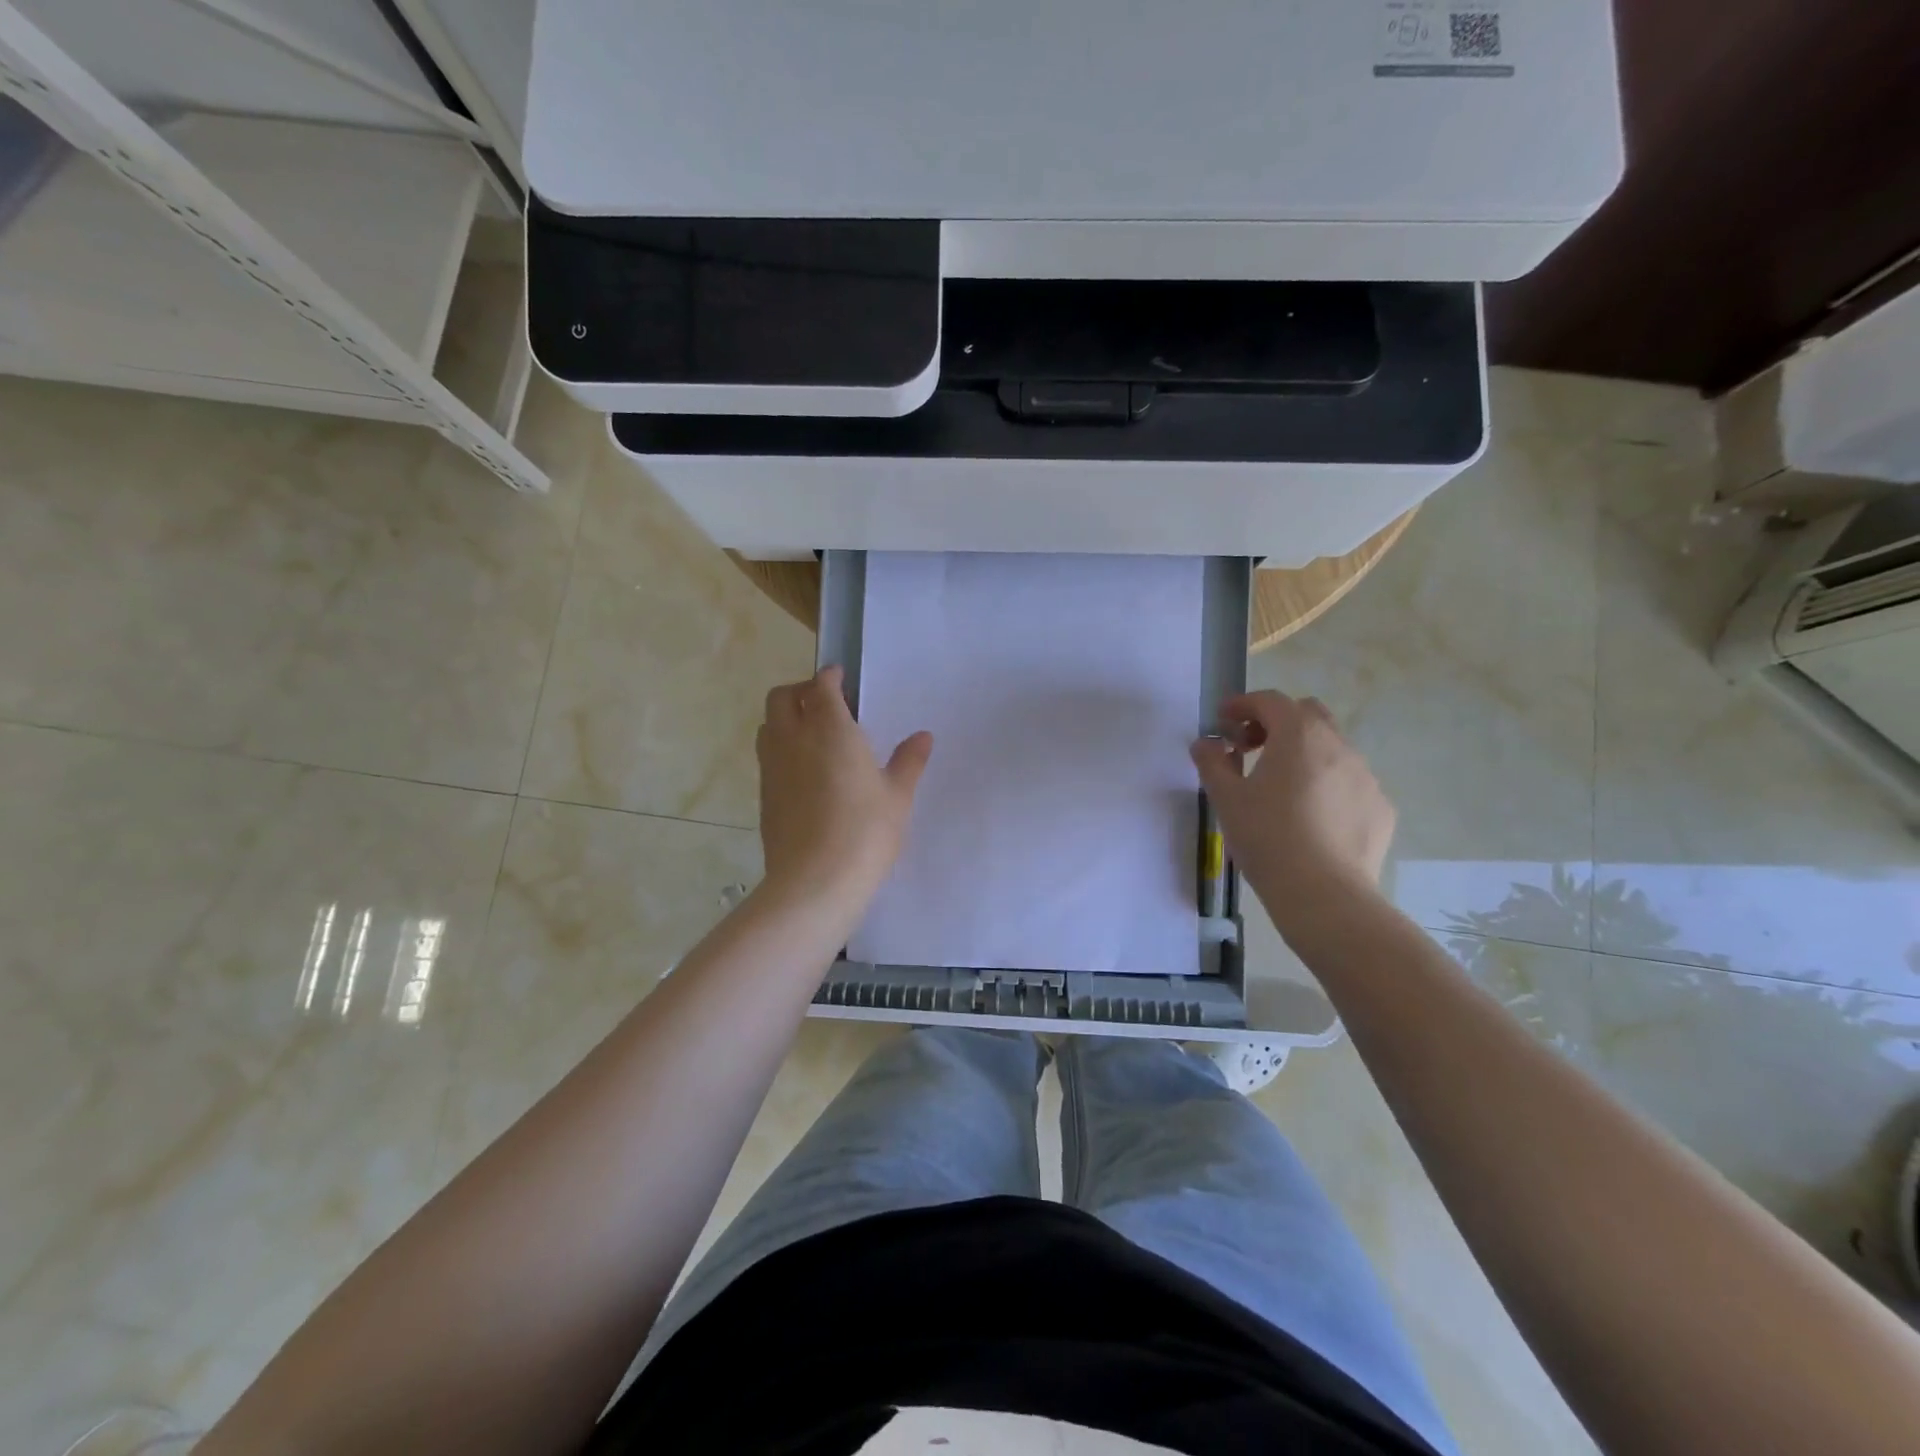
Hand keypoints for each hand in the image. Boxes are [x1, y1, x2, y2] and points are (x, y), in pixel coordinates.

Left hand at [756, 666, 932, 915]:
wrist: (814, 881)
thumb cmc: (866, 832)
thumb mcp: (898, 796)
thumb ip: (908, 762)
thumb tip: (923, 736)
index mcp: (831, 729)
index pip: (821, 687)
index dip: (830, 677)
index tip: (841, 678)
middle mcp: (794, 739)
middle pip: (782, 696)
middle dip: (800, 690)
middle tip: (825, 702)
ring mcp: (773, 767)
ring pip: (768, 725)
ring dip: (785, 718)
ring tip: (812, 735)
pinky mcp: (763, 794)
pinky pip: (767, 756)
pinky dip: (781, 748)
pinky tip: (804, 771)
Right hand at [1190, 691, 1393, 928]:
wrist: (1324, 894)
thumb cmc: (1267, 838)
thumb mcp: (1226, 798)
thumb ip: (1212, 762)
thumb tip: (1207, 743)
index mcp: (1298, 735)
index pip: (1269, 701)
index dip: (1242, 704)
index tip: (1223, 719)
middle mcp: (1338, 745)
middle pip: (1307, 714)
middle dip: (1277, 722)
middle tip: (1251, 748)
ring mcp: (1366, 776)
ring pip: (1331, 749)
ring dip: (1303, 755)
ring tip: (1280, 788)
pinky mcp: (1380, 807)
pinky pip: (1348, 783)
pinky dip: (1326, 785)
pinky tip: (1310, 818)